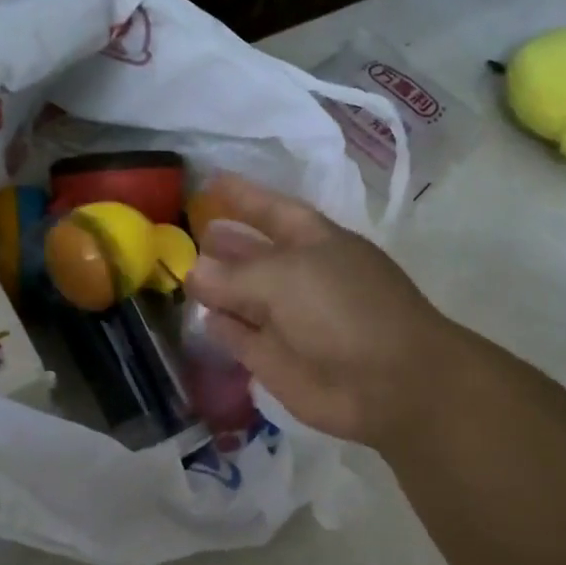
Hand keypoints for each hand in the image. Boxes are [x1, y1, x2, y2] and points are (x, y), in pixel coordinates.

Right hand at [184, 174, 462, 445]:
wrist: (386, 384)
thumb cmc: (343, 310)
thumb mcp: (286, 277)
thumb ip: (235, 273)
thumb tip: (194, 270)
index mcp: (315, 241)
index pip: (272, 210)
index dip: (243, 195)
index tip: (209, 180)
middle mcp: (301, 276)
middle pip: (254, 254)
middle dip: (224, 242)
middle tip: (184, 233)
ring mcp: (288, 320)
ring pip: (242, 297)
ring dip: (215, 286)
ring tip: (178, 272)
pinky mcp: (275, 360)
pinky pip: (240, 337)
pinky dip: (221, 328)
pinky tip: (199, 316)